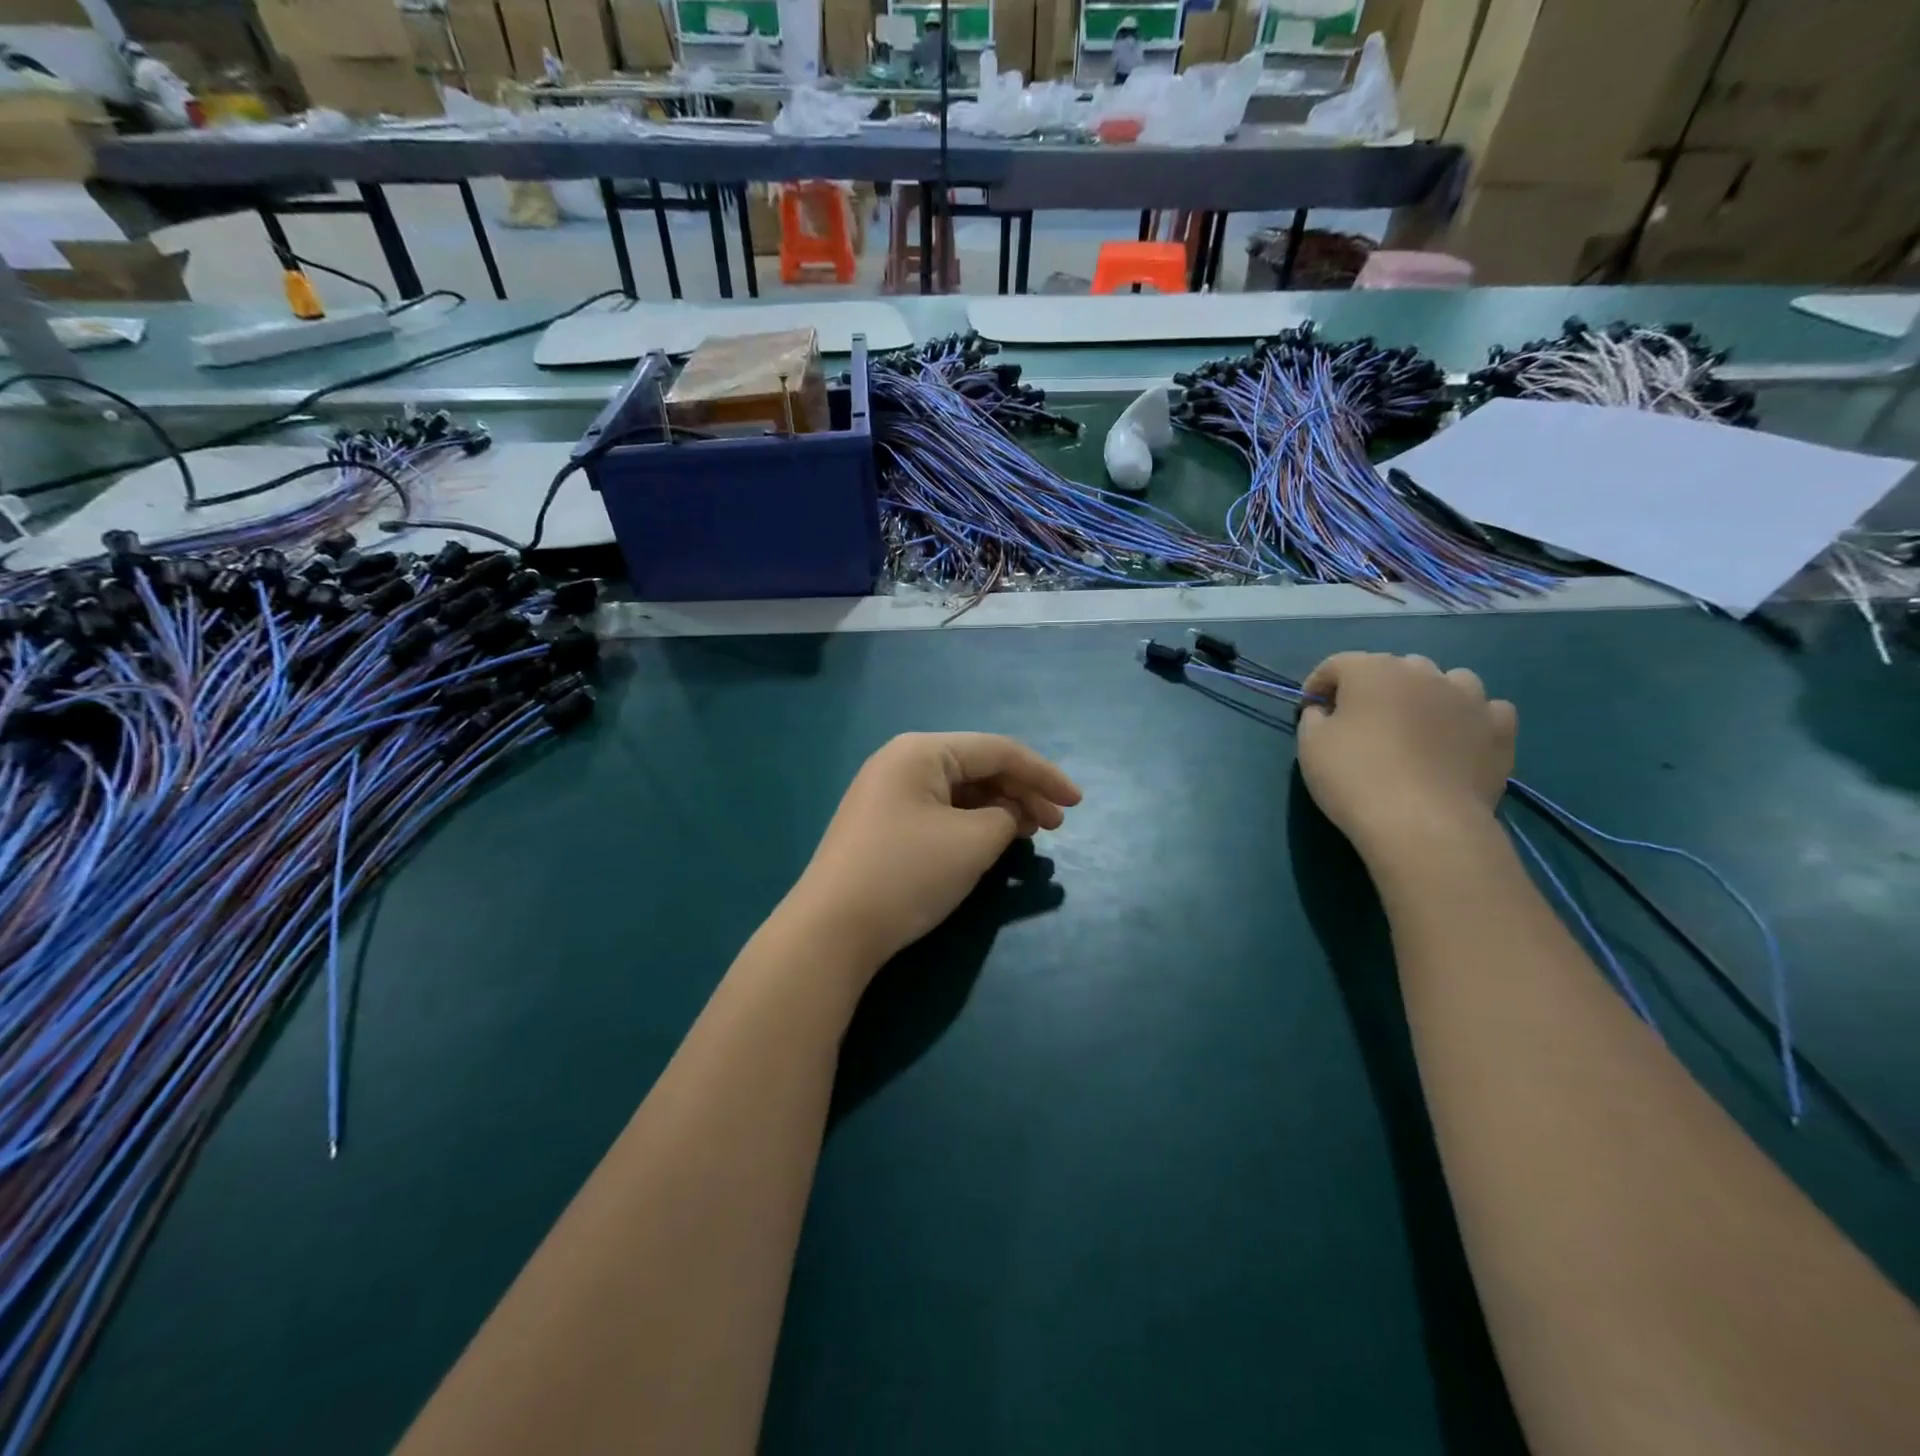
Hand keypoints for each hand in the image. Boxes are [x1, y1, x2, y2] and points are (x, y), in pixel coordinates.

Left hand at [788, 733, 1081, 972]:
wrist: (831, 930)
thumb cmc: (907, 874)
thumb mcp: (973, 842)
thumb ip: (1006, 819)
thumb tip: (1008, 816)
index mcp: (922, 751)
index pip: (997, 751)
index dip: (1044, 774)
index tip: (1078, 803)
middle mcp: (902, 761)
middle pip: (978, 767)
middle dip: (1022, 792)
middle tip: (1057, 825)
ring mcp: (888, 793)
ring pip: (959, 791)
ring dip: (999, 808)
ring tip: (1032, 832)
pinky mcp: (883, 824)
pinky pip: (939, 812)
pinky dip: (972, 823)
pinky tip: (993, 840)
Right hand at [1296, 653, 1515, 862]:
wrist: (1422, 823)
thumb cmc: (1355, 778)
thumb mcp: (1310, 746)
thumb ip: (1314, 718)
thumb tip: (1325, 711)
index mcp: (1372, 670)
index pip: (1337, 664)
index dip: (1318, 685)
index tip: (1309, 711)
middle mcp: (1423, 672)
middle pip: (1392, 668)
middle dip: (1373, 688)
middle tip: (1360, 722)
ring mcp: (1469, 698)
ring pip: (1446, 681)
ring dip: (1427, 695)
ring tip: (1415, 725)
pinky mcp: (1499, 729)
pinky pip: (1485, 710)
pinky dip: (1468, 718)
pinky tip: (1457, 739)